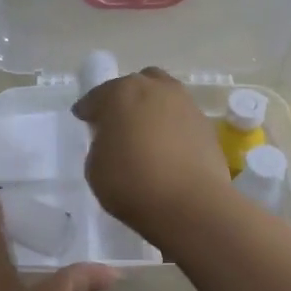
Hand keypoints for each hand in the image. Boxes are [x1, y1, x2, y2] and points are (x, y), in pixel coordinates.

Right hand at [72, 67, 232, 244]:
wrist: (190, 204)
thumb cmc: (132, 183)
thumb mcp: (95, 168)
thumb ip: (101, 145)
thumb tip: (114, 140)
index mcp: (121, 93)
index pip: (97, 96)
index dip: (88, 109)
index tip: (84, 120)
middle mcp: (155, 88)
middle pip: (135, 86)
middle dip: (125, 100)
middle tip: (118, 123)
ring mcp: (185, 104)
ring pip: (163, 97)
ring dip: (152, 109)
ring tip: (146, 135)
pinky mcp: (206, 124)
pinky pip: (181, 119)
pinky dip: (172, 127)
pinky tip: (168, 149)